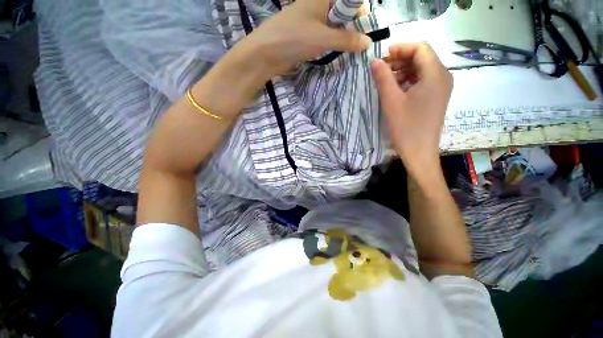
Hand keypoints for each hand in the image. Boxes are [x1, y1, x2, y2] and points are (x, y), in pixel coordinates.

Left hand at [241, 0, 371, 75]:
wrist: (266, 54)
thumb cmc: (294, 39)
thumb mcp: (323, 37)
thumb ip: (346, 39)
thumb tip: (367, 42)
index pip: (347, 0)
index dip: (358, 12)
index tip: (364, 30)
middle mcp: (316, 6)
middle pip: (340, 13)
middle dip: (351, 27)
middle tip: (359, 44)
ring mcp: (309, 22)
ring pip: (332, 27)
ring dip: (342, 38)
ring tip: (351, 51)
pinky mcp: (305, 37)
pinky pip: (323, 38)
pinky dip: (331, 45)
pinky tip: (337, 54)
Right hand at [371, 43, 452, 177]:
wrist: (419, 152)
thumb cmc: (406, 127)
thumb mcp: (391, 101)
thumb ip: (383, 78)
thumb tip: (375, 61)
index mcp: (435, 74)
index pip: (421, 48)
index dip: (401, 48)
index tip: (384, 55)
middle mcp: (443, 77)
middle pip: (423, 57)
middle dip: (401, 59)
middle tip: (382, 68)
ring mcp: (441, 88)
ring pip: (422, 69)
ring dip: (403, 70)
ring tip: (386, 79)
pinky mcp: (436, 98)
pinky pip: (423, 81)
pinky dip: (409, 80)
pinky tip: (396, 89)